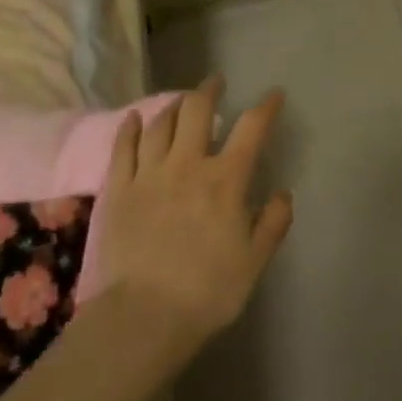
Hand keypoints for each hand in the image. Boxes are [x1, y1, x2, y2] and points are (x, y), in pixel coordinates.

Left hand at [92, 77, 292, 347]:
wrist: (142, 318)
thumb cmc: (207, 291)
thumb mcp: (254, 261)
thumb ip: (273, 222)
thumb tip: (282, 193)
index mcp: (226, 179)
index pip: (252, 128)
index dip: (266, 106)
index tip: (274, 94)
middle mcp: (188, 165)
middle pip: (197, 110)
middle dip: (210, 90)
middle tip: (216, 82)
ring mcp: (149, 174)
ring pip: (160, 124)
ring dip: (174, 106)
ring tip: (182, 100)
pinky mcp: (119, 190)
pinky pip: (123, 148)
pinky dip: (130, 128)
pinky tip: (135, 118)